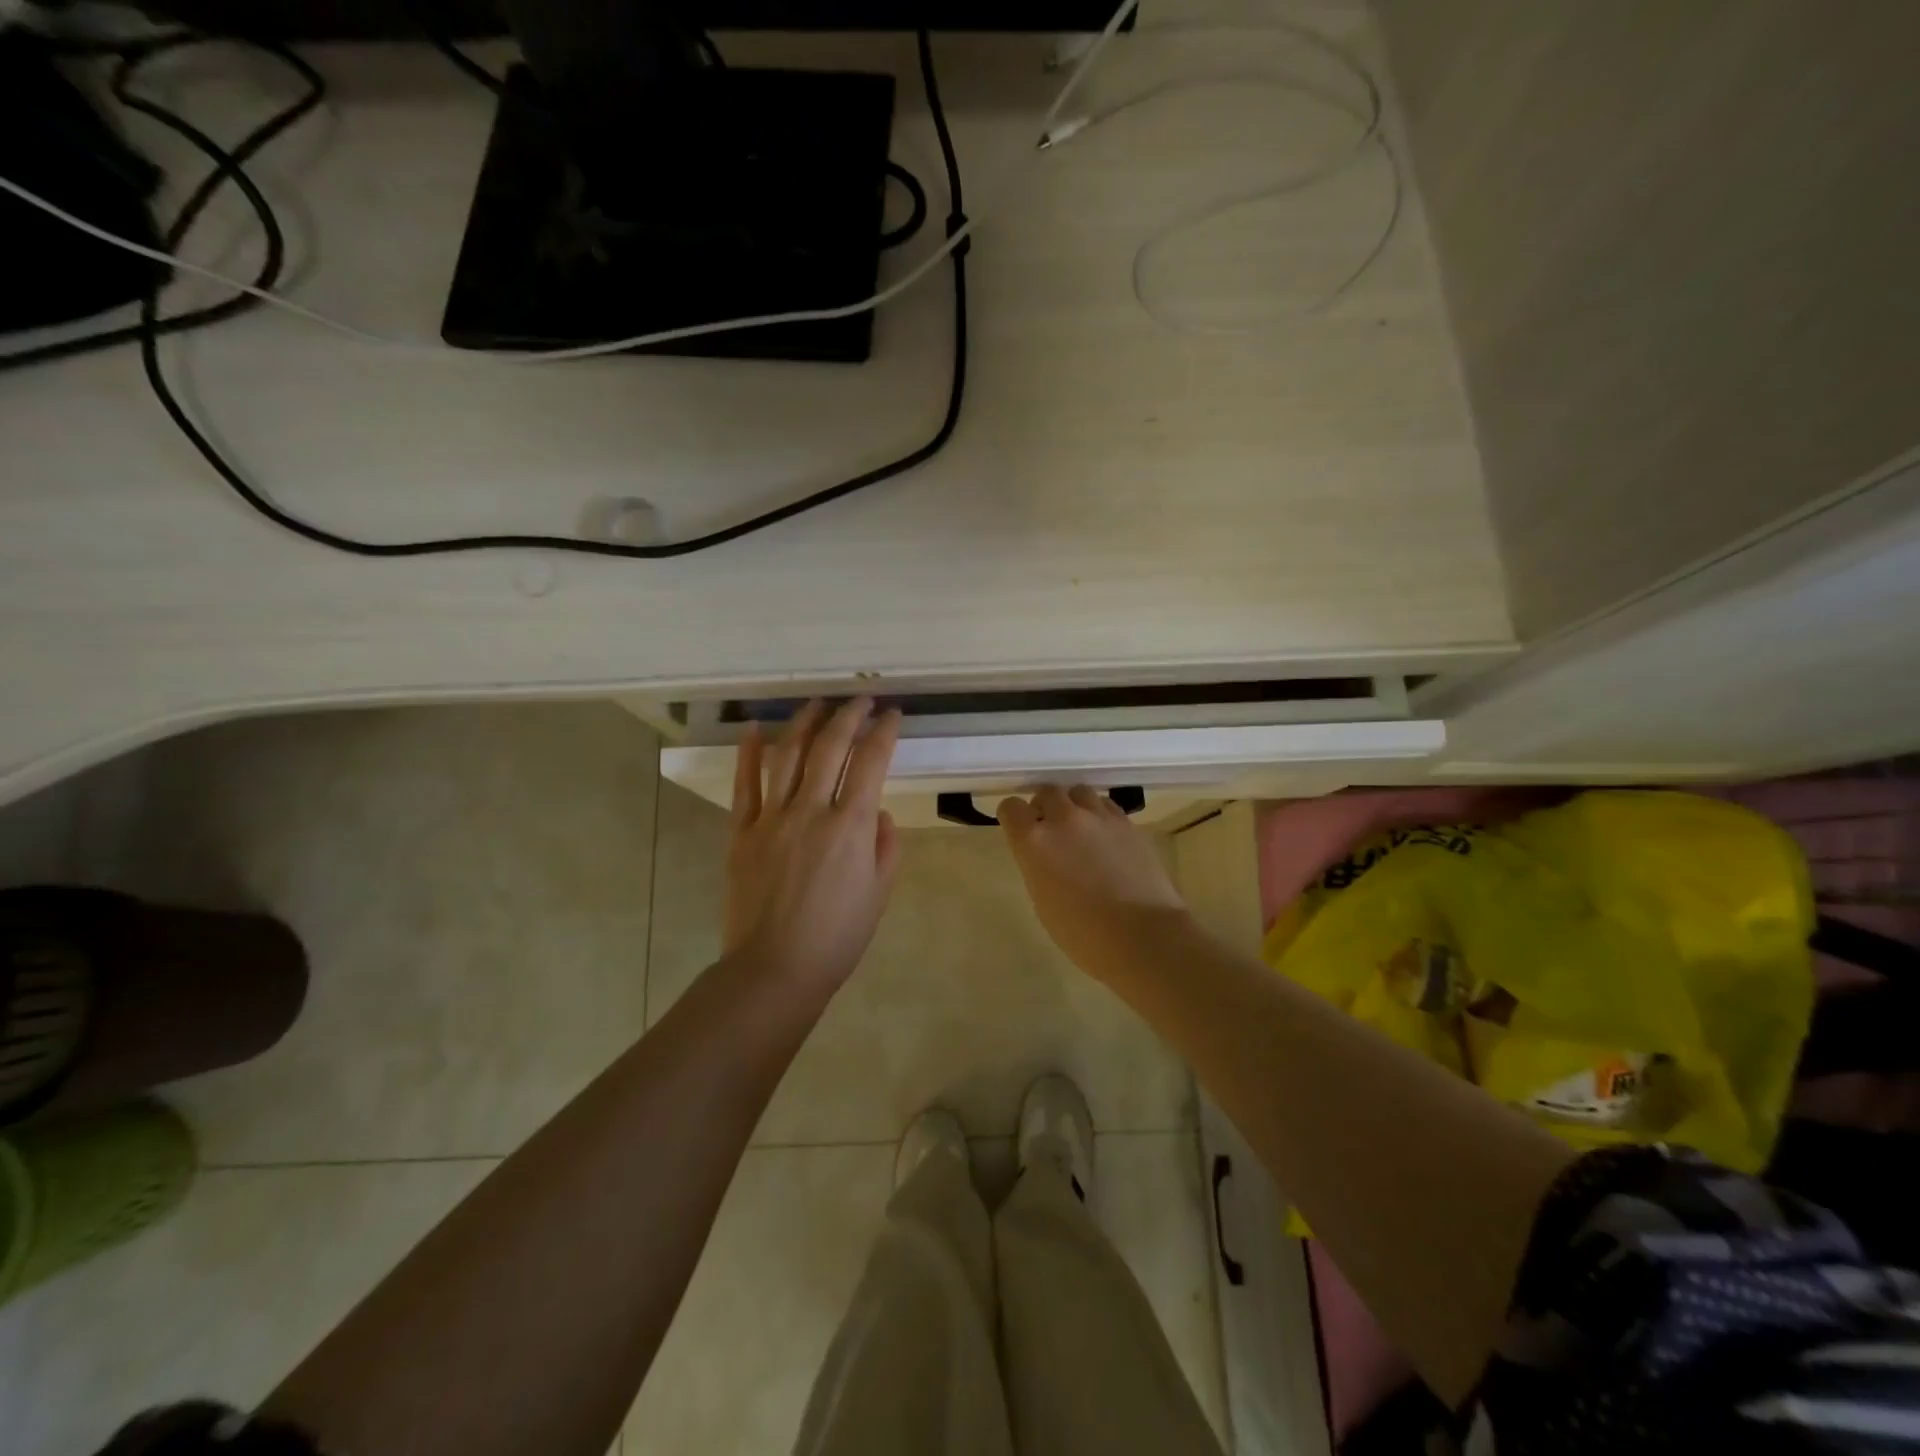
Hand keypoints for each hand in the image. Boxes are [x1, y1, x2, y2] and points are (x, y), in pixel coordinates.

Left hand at [724, 698, 903, 994]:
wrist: (775, 970)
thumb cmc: (837, 937)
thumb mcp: (879, 893)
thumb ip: (885, 846)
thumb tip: (878, 813)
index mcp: (851, 826)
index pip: (871, 762)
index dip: (884, 731)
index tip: (892, 714)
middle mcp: (811, 810)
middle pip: (830, 747)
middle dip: (849, 715)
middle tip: (860, 699)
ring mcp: (772, 818)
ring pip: (788, 755)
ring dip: (805, 722)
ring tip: (817, 703)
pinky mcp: (742, 832)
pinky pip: (745, 785)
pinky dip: (750, 753)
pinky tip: (757, 728)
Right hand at [998, 786, 1191, 980]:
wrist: (1142, 935)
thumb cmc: (1083, 933)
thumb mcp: (1043, 901)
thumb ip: (1038, 866)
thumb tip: (1046, 856)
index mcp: (1034, 841)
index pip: (1011, 808)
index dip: (1012, 817)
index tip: (1018, 829)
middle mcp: (1064, 819)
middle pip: (1047, 791)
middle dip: (1045, 806)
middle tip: (1050, 828)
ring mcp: (1099, 817)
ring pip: (1079, 792)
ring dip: (1074, 805)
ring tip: (1080, 827)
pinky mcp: (1128, 823)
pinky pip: (1106, 805)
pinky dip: (1100, 814)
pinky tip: (1105, 836)